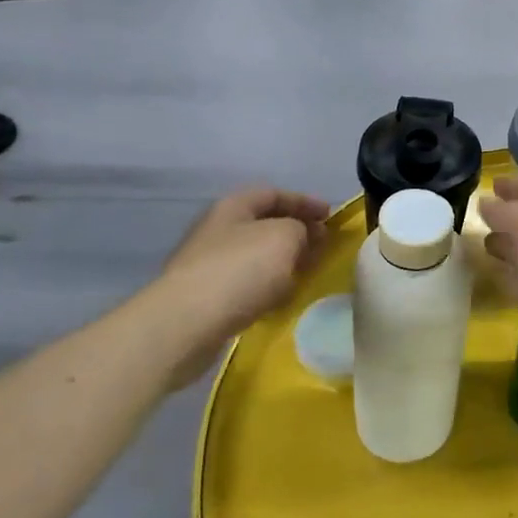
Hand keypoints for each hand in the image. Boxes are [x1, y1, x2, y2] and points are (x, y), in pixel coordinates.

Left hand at [156, 188, 329, 340]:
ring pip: (256, 255)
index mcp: (233, 207)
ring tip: (307, 273)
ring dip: (283, 261)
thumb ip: (301, 229)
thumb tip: (303, 236)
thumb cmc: (240, 270)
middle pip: (264, 224)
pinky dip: (268, 286)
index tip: (330, 216)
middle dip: (296, 232)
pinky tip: (281, 299)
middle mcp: (218, 229)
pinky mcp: (206, 296)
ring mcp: (208, 264)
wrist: (186, 324)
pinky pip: (246, 283)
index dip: (305, 202)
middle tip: (322, 246)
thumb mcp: (284, 237)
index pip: (274, 194)